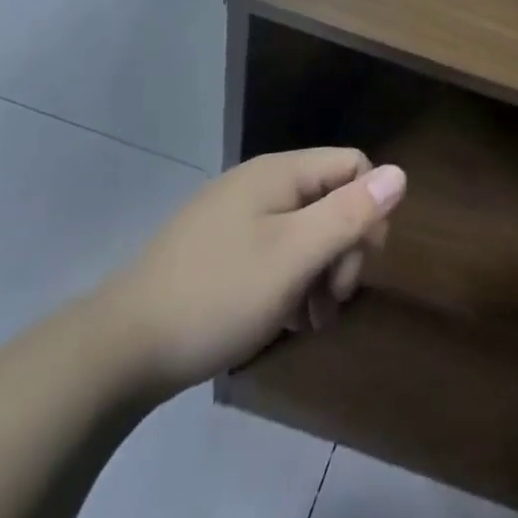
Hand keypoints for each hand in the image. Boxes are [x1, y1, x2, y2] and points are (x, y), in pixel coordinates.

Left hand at [94, 148, 406, 396]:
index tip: (360, 264)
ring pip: (305, 231)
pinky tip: (283, 319)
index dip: (370, 211)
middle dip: (344, 249)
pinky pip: (275, 252)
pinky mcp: (218, 251)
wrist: (116, 350)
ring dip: (320, 272)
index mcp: (280, 173)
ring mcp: (235, 217)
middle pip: (331, 199)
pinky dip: (290, 282)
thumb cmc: (217, 295)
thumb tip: (401, 173)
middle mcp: (260, 184)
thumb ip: (350, 214)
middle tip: (333, 301)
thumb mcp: (294, 257)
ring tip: (309, 319)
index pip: (354, 166)